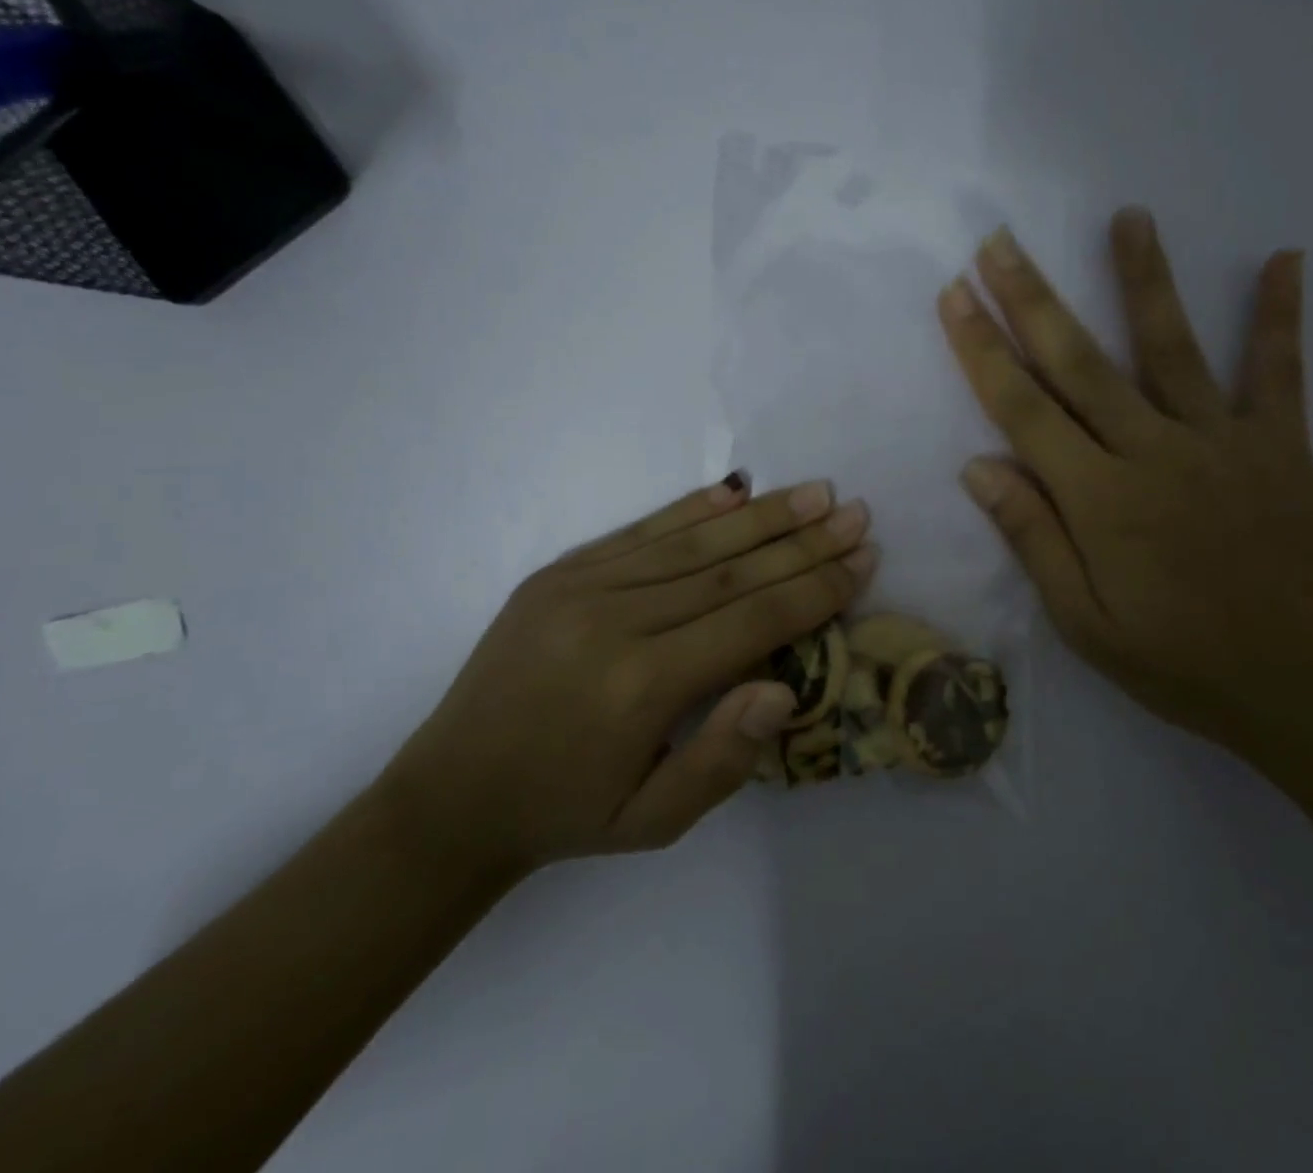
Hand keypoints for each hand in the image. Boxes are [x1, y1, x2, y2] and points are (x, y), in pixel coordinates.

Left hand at [382, 477, 876, 875]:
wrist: (450, 794)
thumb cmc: (564, 814)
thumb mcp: (652, 822)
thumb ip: (723, 758)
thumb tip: (784, 687)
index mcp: (642, 686)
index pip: (752, 622)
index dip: (814, 588)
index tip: (863, 558)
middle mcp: (616, 621)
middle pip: (732, 571)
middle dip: (803, 541)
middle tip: (856, 512)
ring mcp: (582, 587)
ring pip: (692, 542)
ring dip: (761, 515)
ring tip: (815, 492)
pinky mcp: (559, 572)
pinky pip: (640, 531)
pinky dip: (693, 509)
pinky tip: (733, 490)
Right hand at [938, 211, 1312, 756]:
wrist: (1310, 689)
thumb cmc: (1181, 663)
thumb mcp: (1084, 622)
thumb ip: (1032, 537)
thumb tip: (978, 466)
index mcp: (1099, 498)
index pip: (1023, 409)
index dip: (983, 349)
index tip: (954, 297)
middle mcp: (1153, 452)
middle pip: (1079, 362)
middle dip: (1032, 298)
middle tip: (999, 243)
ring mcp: (1221, 441)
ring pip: (1170, 346)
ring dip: (1143, 278)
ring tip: (1126, 217)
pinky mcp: (1278, 445)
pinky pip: (1278, 371)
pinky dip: (1279, 316)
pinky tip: (1284, 258)